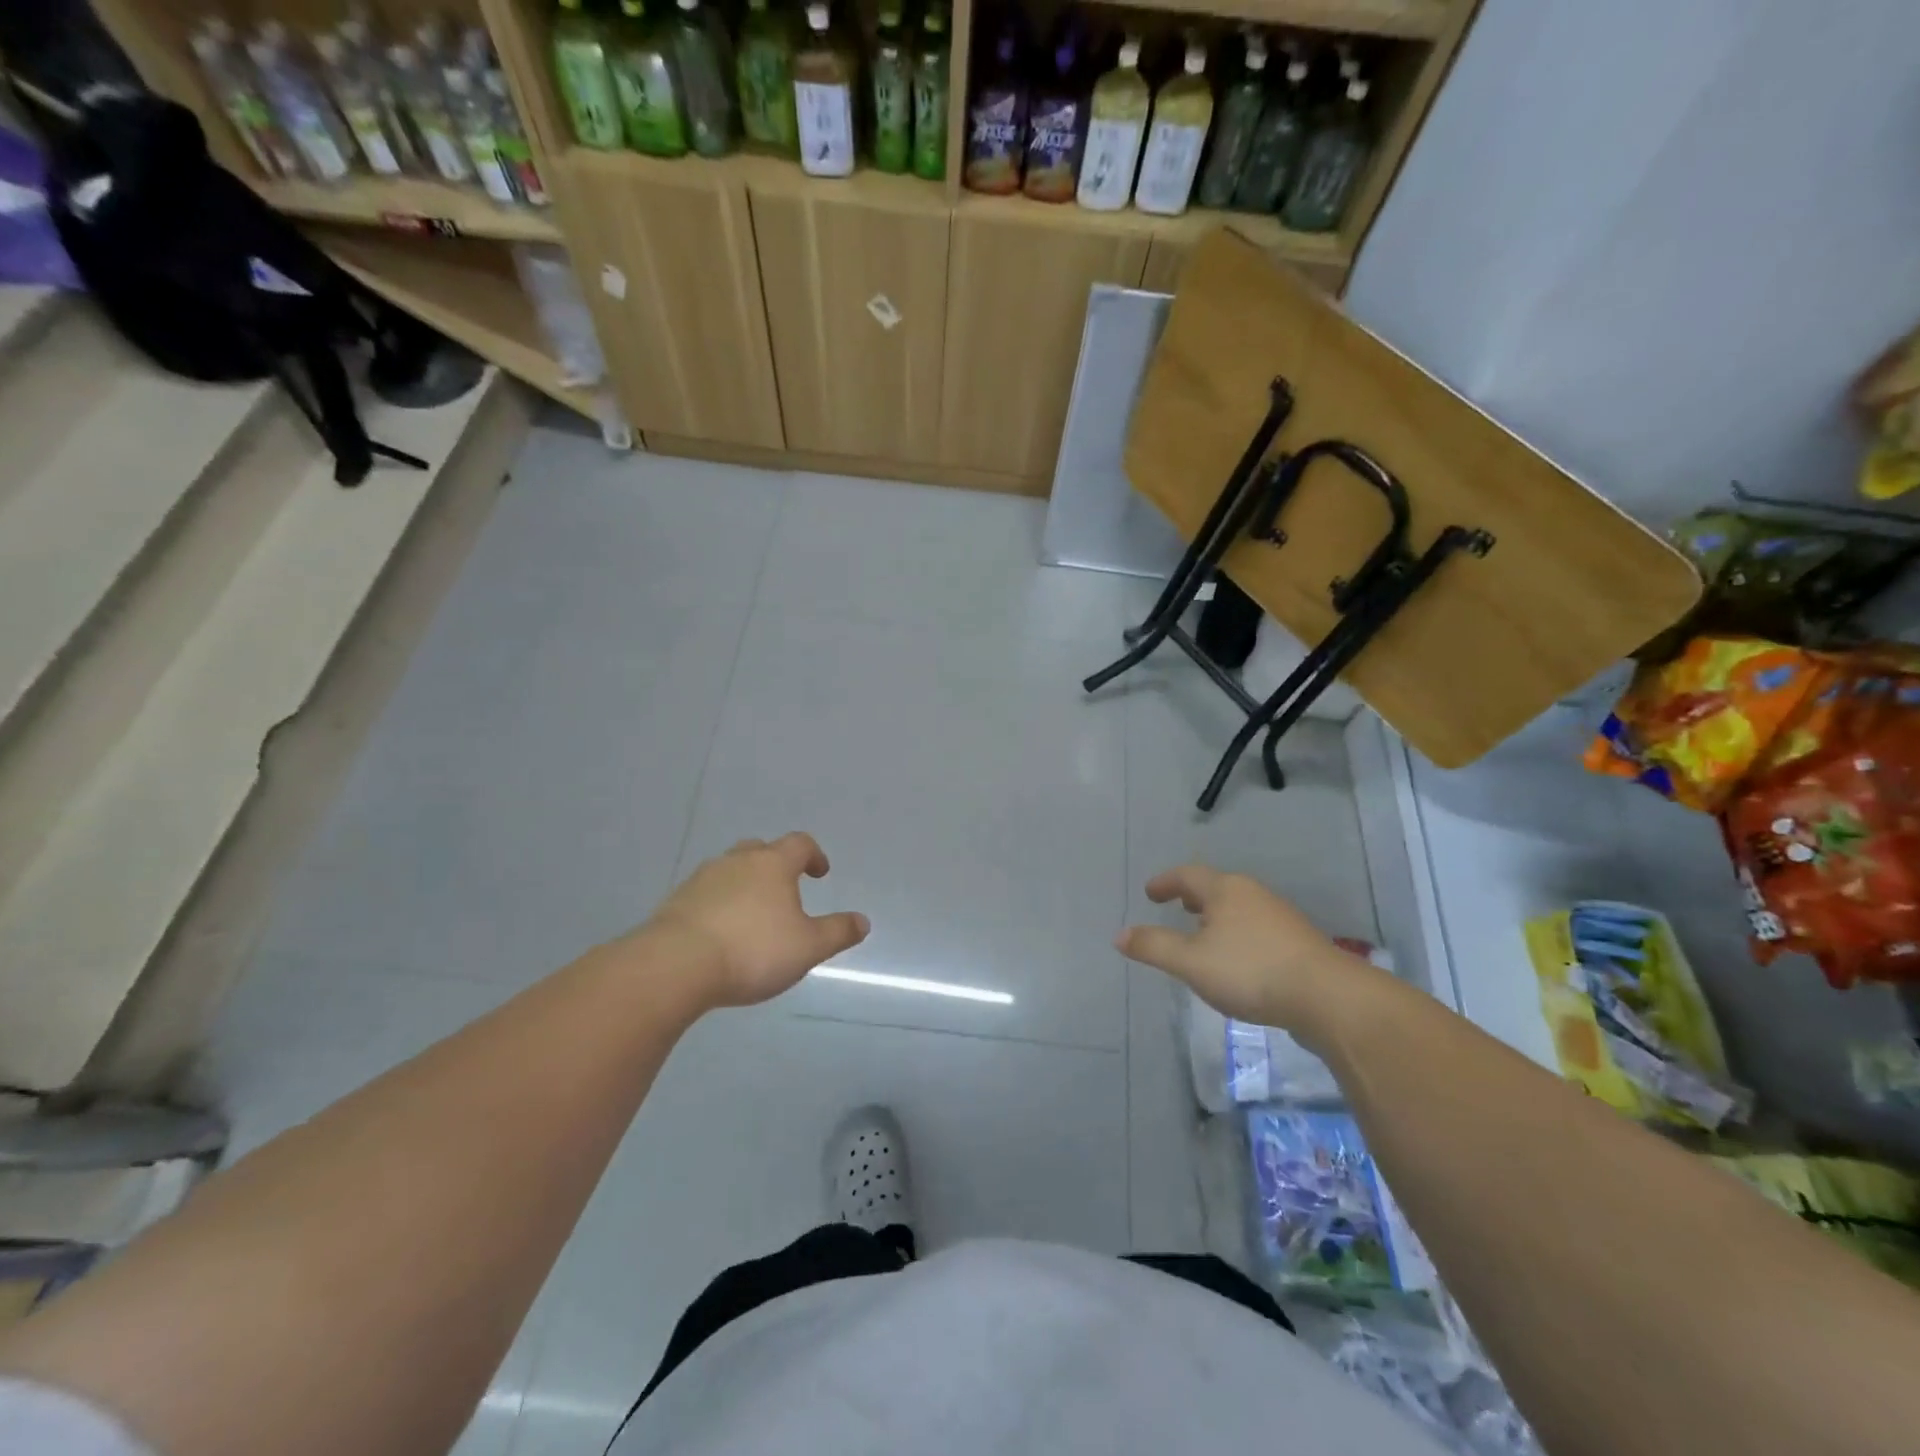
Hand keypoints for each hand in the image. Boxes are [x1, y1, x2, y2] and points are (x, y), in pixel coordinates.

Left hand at [642, 833, 869, 1008]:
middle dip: (775, 865)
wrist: (676, 965)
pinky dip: (719, 905)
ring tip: (752, 916)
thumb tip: (863, 921)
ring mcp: (703, 879)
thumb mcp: (808, 947)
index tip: (820, 873)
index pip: (799, 844)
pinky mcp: (676, 902)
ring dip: (745, 885)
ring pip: (730, 870)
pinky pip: (706, 894)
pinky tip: (721, 933)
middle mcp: (737, 861)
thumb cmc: (753, 950)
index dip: (814, 855)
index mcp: (773, 864)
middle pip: (761, 850)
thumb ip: (837, 932)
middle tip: (785, 890)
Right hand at [1116, 864, 1371, 1036]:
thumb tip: (1120, 935)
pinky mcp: (1298, 942)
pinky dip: (1238, 934)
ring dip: (1217, 916)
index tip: (1150, 893)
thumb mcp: (1190, 962)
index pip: (1187, 875)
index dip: (1165, 882)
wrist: (1328, 998)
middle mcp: (1253, 894)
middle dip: (1194, 896)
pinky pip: (1256, 928)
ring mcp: (1280, 917)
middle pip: (1217, 887)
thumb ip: (1153, 947)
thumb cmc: (1250, 971)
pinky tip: (1238, 960)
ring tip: (1204, 935)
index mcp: (1225, 890)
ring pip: (1239, 908)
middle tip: (1177, 906)